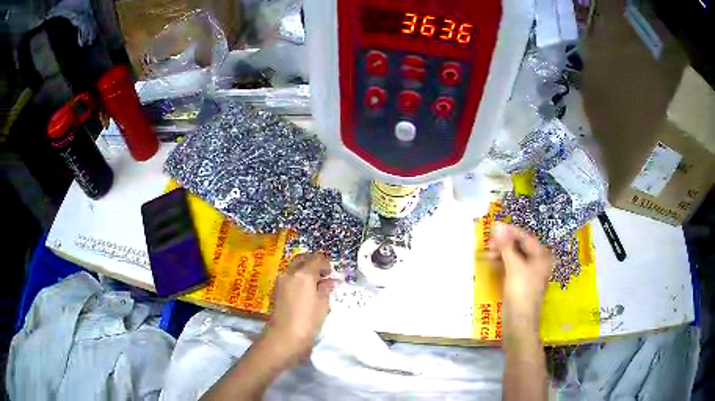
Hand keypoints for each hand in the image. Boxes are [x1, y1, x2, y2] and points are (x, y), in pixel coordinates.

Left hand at [262, 253, 335, 364]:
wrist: (285, 335)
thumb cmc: (309, 320)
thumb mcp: (323, 304)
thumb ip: (326, 288)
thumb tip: (330, 281)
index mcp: (304, 274)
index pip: (317, 258)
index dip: (326, 263)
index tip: (332, 273)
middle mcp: (290, 272)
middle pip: (302, 259)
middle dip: (313, 263)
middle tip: (323, 275)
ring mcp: (281, 280)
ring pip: (294, 267)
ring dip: (305, 271)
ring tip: (315, 285)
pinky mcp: (277, 290)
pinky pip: (290, 277)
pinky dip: (298, 278)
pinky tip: (305, 291)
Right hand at [489, 223, 552, 330]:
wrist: (519, 322)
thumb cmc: (520, 292)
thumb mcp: (514, 267)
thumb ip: (506, 246)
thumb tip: (497, 225)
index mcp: (541, 256)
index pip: (525, 237)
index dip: (509, 232)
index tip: (493, 228)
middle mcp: (537, 262)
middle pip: (520, 246)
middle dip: (504, 243)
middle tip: (489, 244)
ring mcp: (529, 273)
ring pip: (515, 256)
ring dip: (502, 253)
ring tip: (488, 254)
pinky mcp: (520, 283)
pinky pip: (512, 267)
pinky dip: (502, 263)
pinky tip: (492, 263)